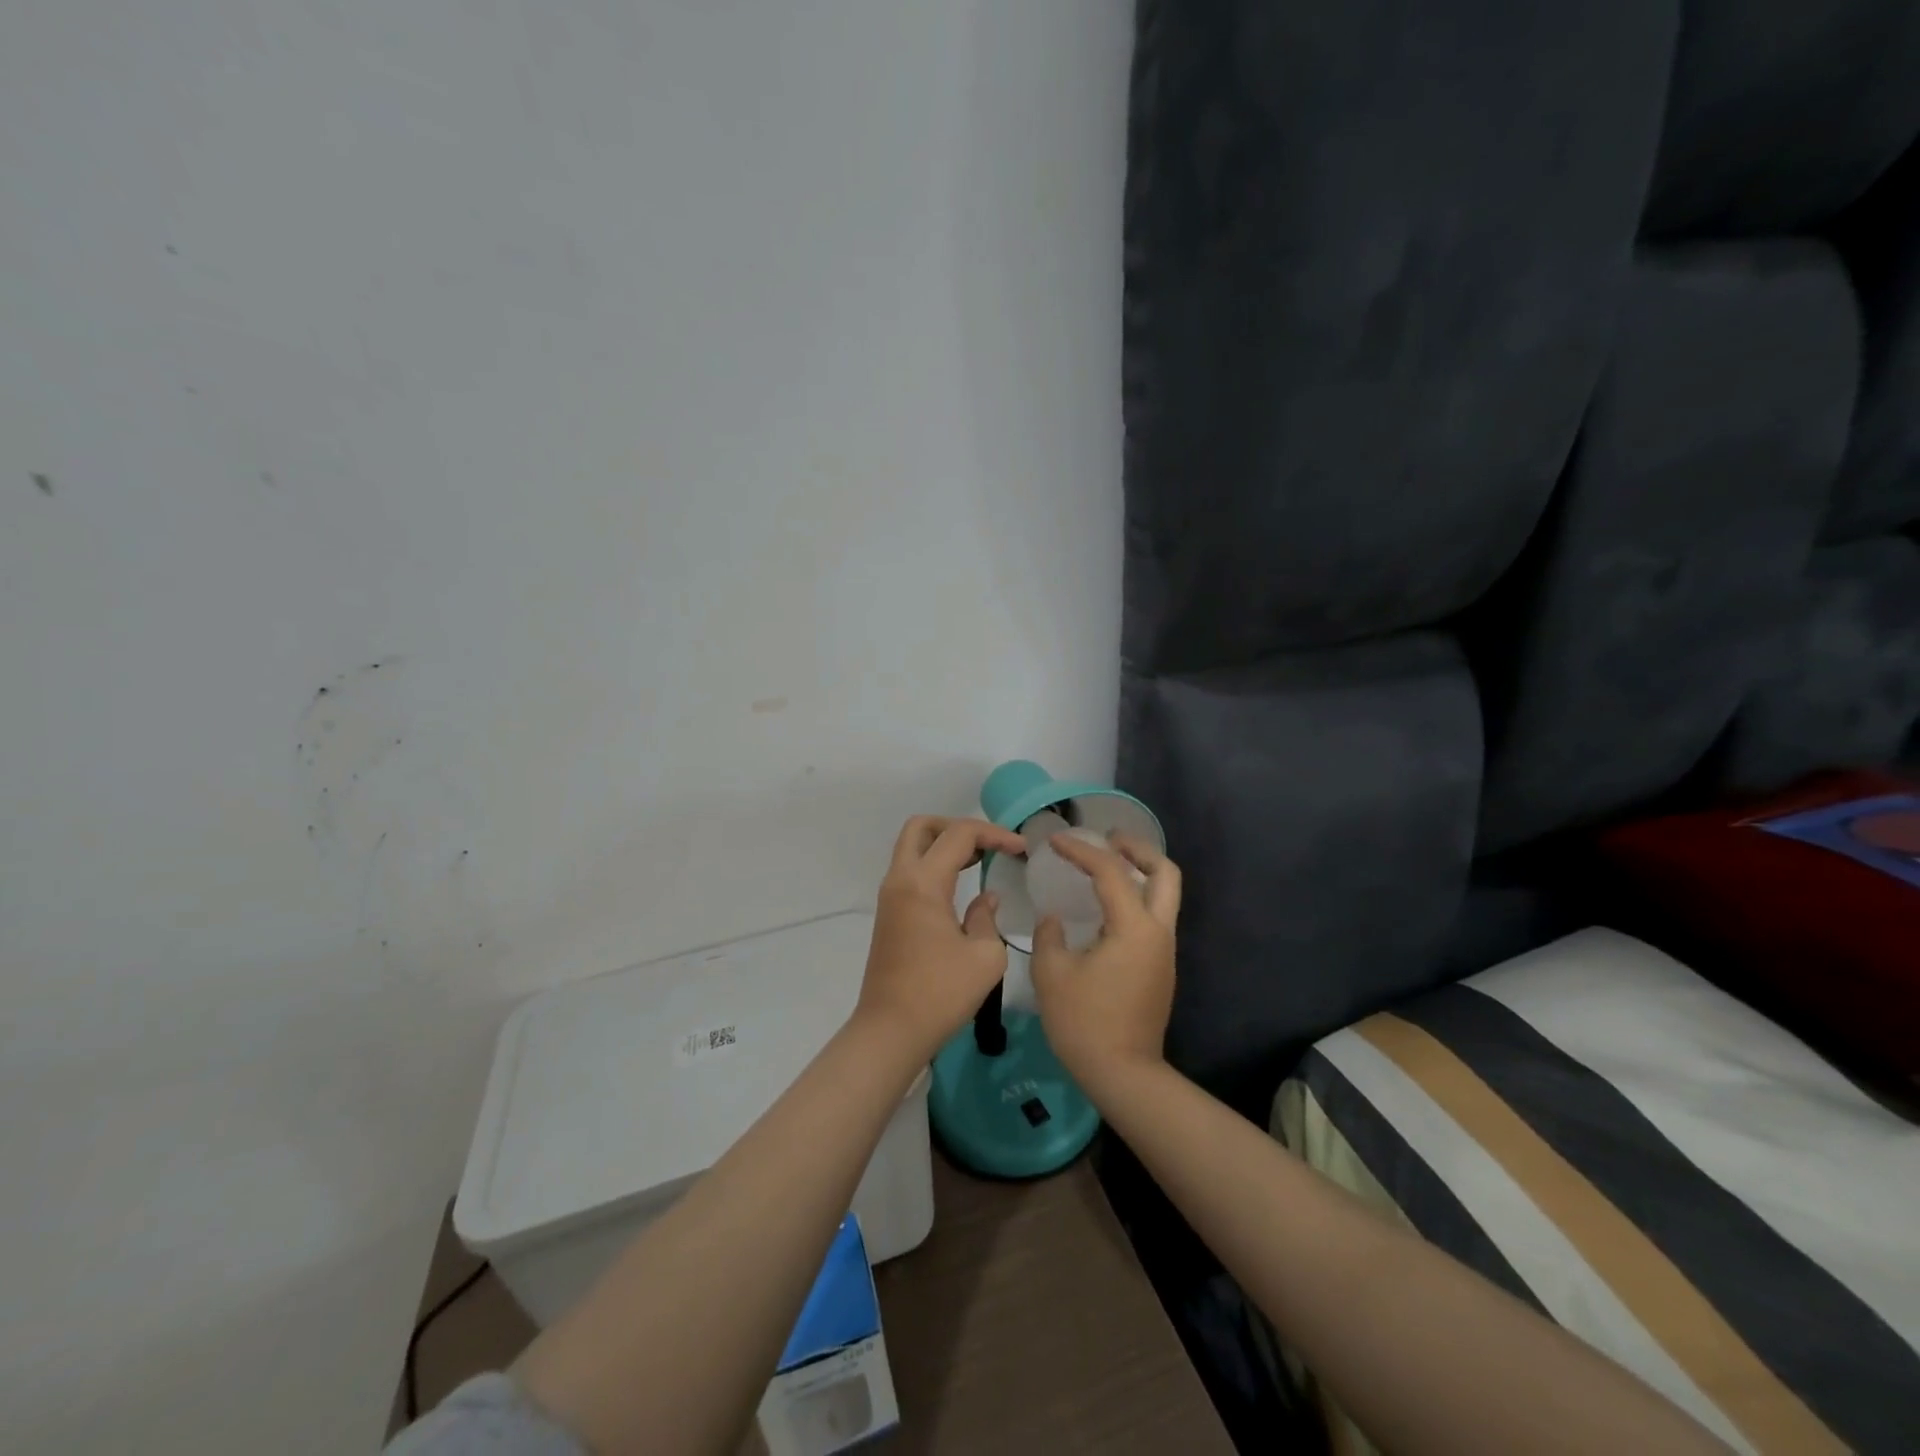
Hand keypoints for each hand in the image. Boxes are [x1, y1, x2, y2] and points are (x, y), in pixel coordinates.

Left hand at [857, 815, 1026, 1063]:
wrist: (891, 1031)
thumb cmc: (940, 993)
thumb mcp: (984, 957)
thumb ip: (988, 917)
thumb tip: (985, 899)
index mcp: (923, 883)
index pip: (959, 835)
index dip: (995, 835)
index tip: (1022, 850)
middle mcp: (900, 880)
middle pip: (922, 827)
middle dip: (957, 827)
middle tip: (988, 844)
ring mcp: (890, 896)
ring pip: (912, 847)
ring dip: (944, 845)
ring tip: (981, 859)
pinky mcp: (889, 914)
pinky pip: (911, 871)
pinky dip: (935, 864)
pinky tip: (961, 884)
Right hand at [1030, 833, 1181, 1096]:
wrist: (1123, 1074)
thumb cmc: (1083, 1022)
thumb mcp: (1052, 973)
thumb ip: (1049, 935)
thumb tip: (1054, 921)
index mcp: (1134, 928)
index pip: (1110, 872)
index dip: (1081, 850)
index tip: (1054, 841)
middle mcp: (1158, 932)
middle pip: (1165, 872)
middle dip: (1137, 849)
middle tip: (1107, 840)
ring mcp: (1164, 952)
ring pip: (1165, 895)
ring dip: (1140, 872)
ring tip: (1105, 866)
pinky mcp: (1160, 968)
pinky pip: (1154, 917)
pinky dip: (1136, 897)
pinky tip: (1106, 907)